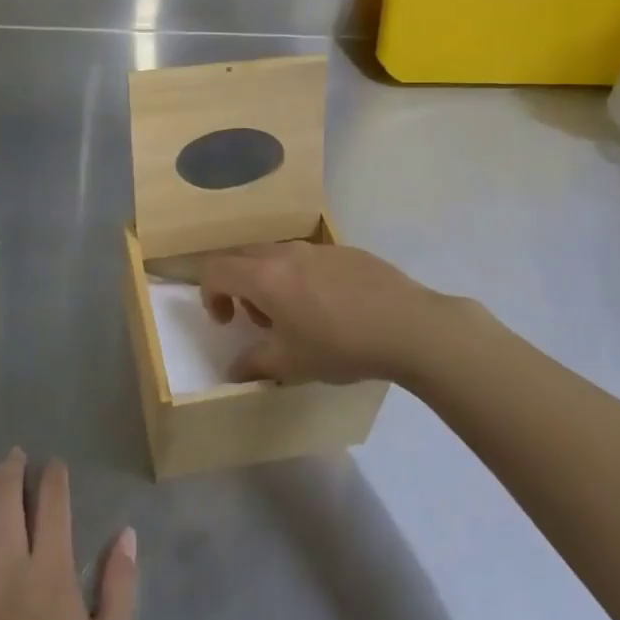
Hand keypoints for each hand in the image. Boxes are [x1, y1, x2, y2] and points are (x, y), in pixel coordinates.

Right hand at [200, 241, 487, 386]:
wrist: (409, 326)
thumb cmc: (341, 346)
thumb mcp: (292, 364)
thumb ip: (255, 364)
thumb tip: (235, 370)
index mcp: (265, 277)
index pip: (216, 269)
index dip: (210, 294)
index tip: (228, 323)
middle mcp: (287, 253)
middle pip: (244, 257)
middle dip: (239, 286)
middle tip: (259, 320)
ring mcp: (319, 248)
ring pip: (278, 255)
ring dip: (272, 281)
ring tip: (297, 316)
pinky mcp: (347, 251)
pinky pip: (310, 258)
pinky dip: (304, 277)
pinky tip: (333, 308)